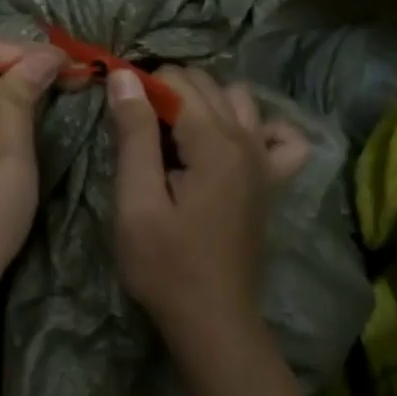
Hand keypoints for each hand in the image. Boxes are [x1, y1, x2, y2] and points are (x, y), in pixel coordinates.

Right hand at [107, 66, 309, 336]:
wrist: (212, 319)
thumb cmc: (165, 266)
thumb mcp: (136, 202)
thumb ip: (135, 135)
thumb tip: (125, 75)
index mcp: (216, 144)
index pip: (177, 82)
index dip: (141, 88)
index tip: (118, 115)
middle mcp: (249, 141)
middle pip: (207, 84)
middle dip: (168, 91)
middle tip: (137, 130)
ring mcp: (266, 161)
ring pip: (240, 99)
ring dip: (205, 102)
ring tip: (175, 135)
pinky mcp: (272, 181)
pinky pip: (278, 135)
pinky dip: (256, 127)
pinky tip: (231, 143)